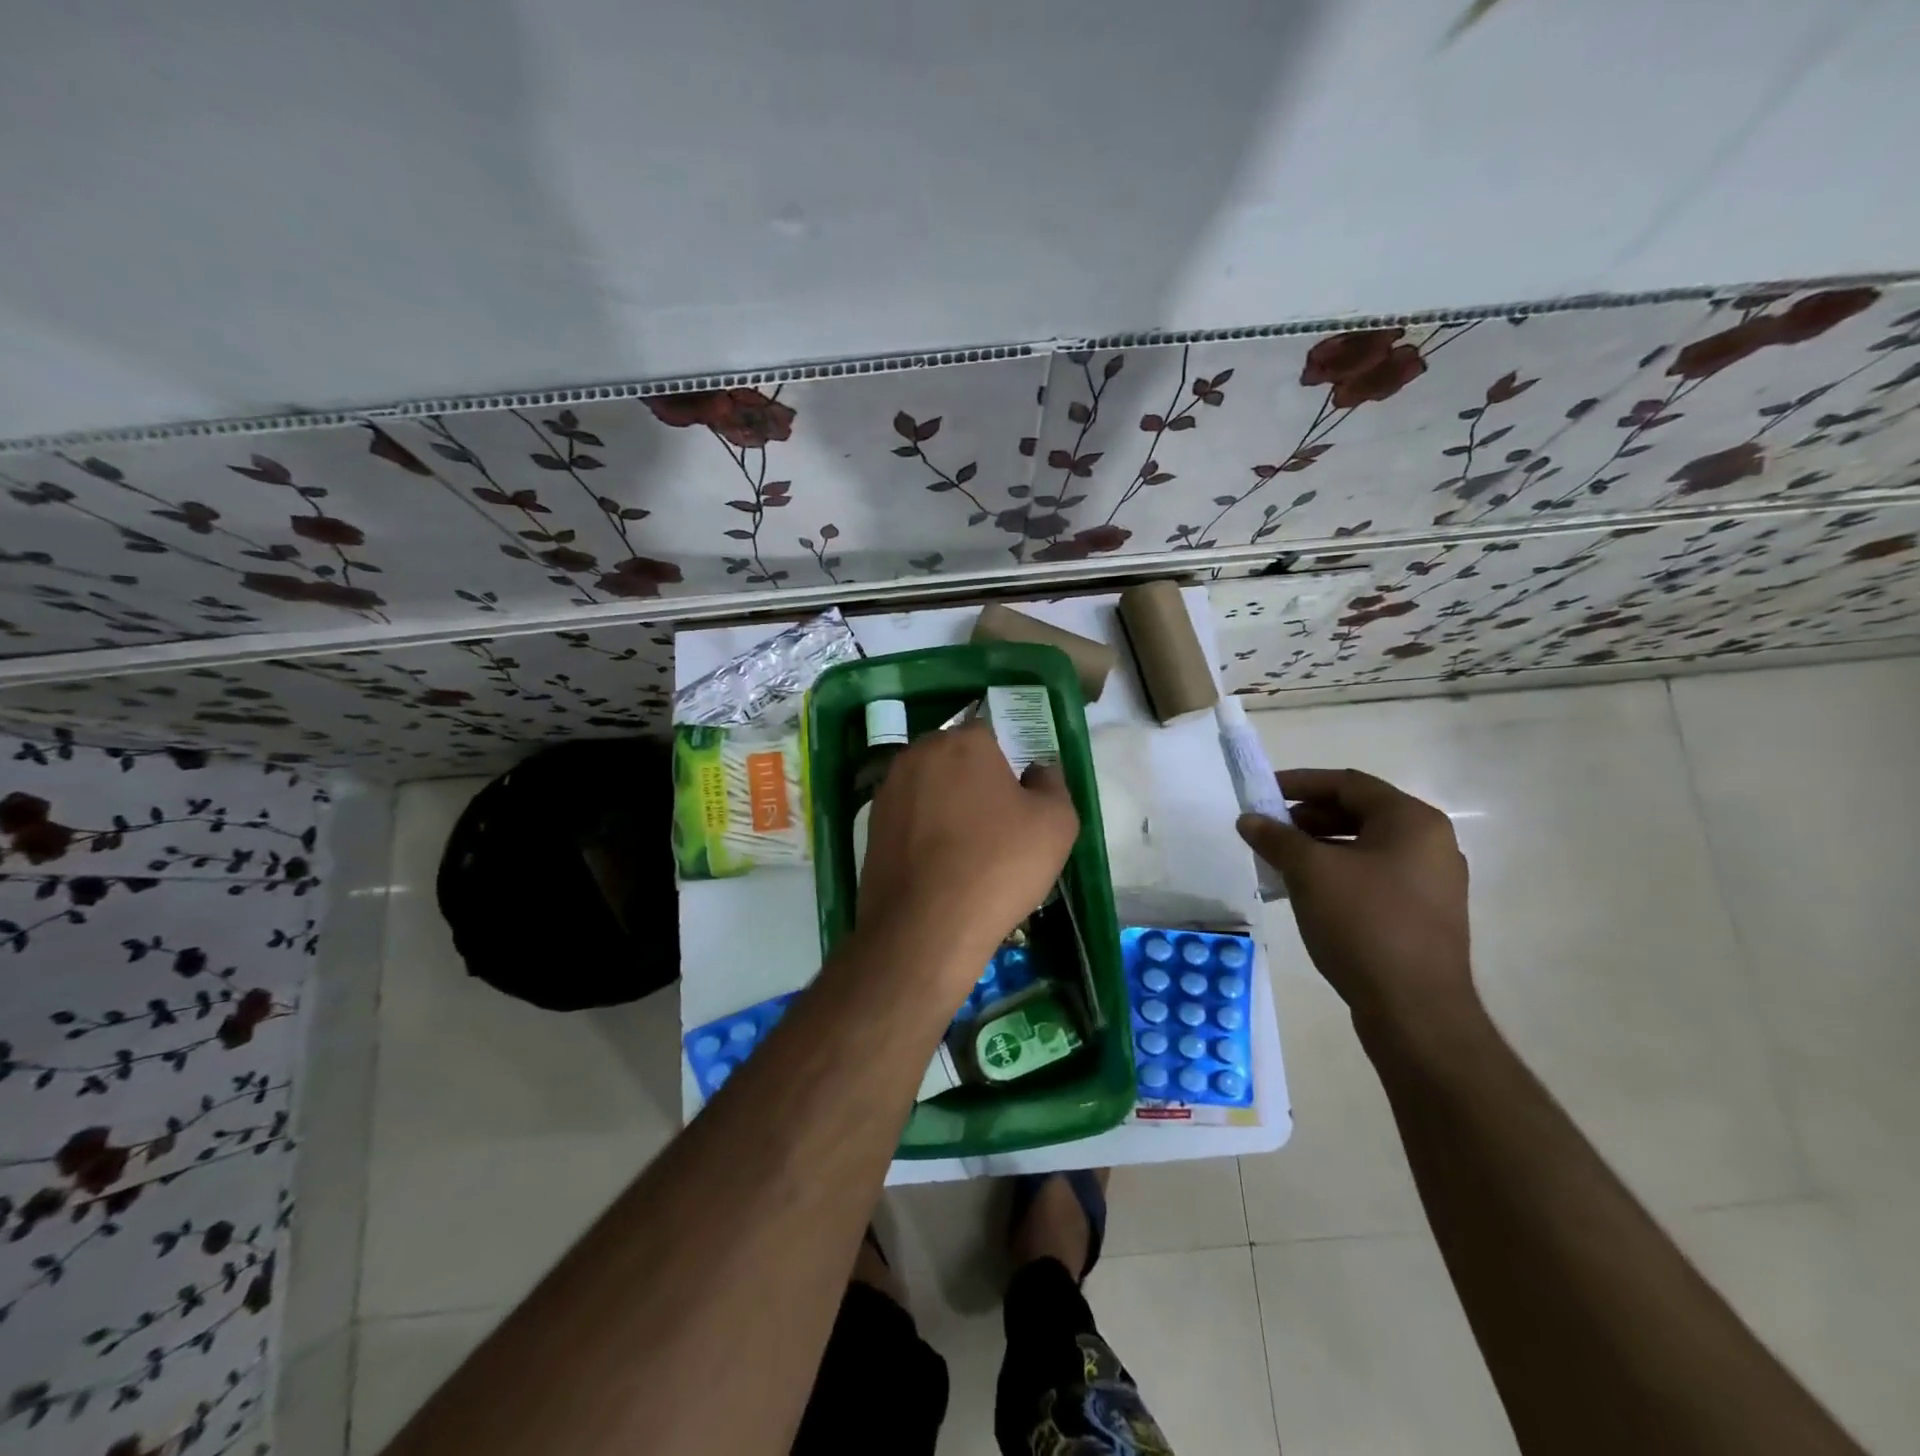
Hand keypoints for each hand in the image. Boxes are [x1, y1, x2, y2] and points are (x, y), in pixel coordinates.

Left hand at [856, 719, 1080, 987]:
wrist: (924, 928)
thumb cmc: (998, 865)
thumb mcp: (1056, 823)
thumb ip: (1052, 784)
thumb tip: (1037, 770)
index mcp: (963, 741)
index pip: (993, 734)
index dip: (1011, 764)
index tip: (1022, 799)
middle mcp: (917, 754)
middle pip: (956, 758)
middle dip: (976, 782)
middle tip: (999, 825)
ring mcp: (887, 791)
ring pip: (930, 788)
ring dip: (948, 807)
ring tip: (969, 851)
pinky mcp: (870, 827)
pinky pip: (910, 819)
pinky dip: (925, 834)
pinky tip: (940, 867)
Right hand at [1236, 768, 1474, 1032]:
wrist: (1415, 1010)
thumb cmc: (1364, 923)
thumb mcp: (1310, 872)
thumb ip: (1276, 838)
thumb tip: (1249, 819)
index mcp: (1413, 821)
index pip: (1348, 784)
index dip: (1300, 783)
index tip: (1263, 793)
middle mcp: (1431, 844)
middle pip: (1360, 813)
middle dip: (1308, 818)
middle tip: (1269, 829)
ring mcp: (1432, 882)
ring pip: (1365, 848)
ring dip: (1320, 847)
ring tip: (1280, 862)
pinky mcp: (1424, 915)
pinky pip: (1374, 877)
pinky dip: (1338, 873)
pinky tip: (1308, 892)